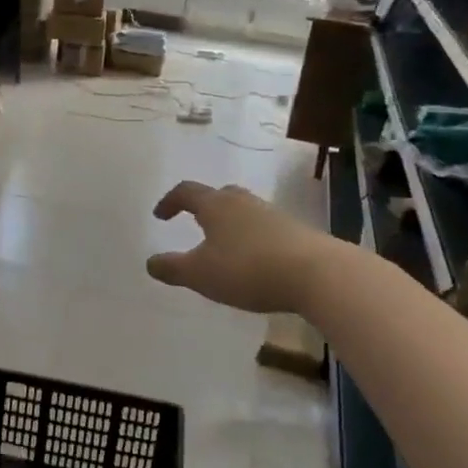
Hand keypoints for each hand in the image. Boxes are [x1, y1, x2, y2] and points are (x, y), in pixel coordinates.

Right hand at [145, 181, 327, 314]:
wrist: (317, 273)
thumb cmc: (248, 269)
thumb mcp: (200, 274)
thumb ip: (172, 268)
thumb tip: (150, 263)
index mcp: (216, 206)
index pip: (186, 192)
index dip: (170, 202)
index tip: (160, 215)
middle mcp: (243, 202)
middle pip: (219, 196)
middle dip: (204, 207)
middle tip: (195, 223)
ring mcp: (272, 214)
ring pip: (243, 212)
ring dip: (230, 224)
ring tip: (224, 246)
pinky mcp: (295, 231)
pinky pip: (264, 229)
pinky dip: (252, 239)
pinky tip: (254, 261)